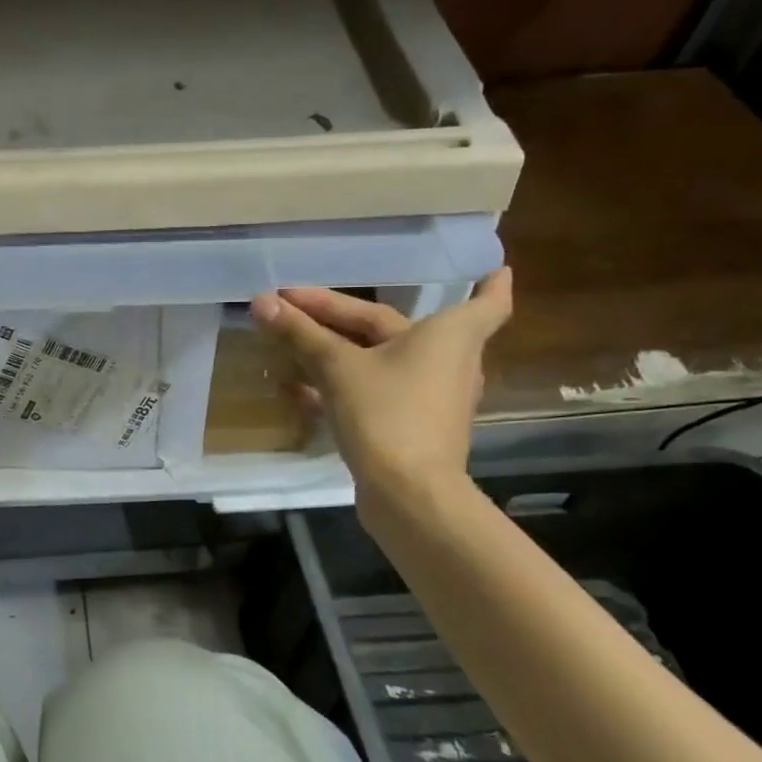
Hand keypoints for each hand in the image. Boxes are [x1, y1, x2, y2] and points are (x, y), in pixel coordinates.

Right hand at [249, 271, 511, 493]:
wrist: (408, 495)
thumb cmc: (387, 414)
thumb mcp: (338, 367)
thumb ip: (300, 334)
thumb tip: (261, 302)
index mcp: (447, 336)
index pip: (487, 303)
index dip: (491, 284)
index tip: (500, 266)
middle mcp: (447, 363)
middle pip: (392, 327)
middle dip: (340, 315)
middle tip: (293, 302)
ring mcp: (428, 399)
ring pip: (379, 361)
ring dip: (337, 350)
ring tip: (292, 340)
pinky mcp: (408, 428)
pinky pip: (372, 392)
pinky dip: (340, 385)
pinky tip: (298, 388)